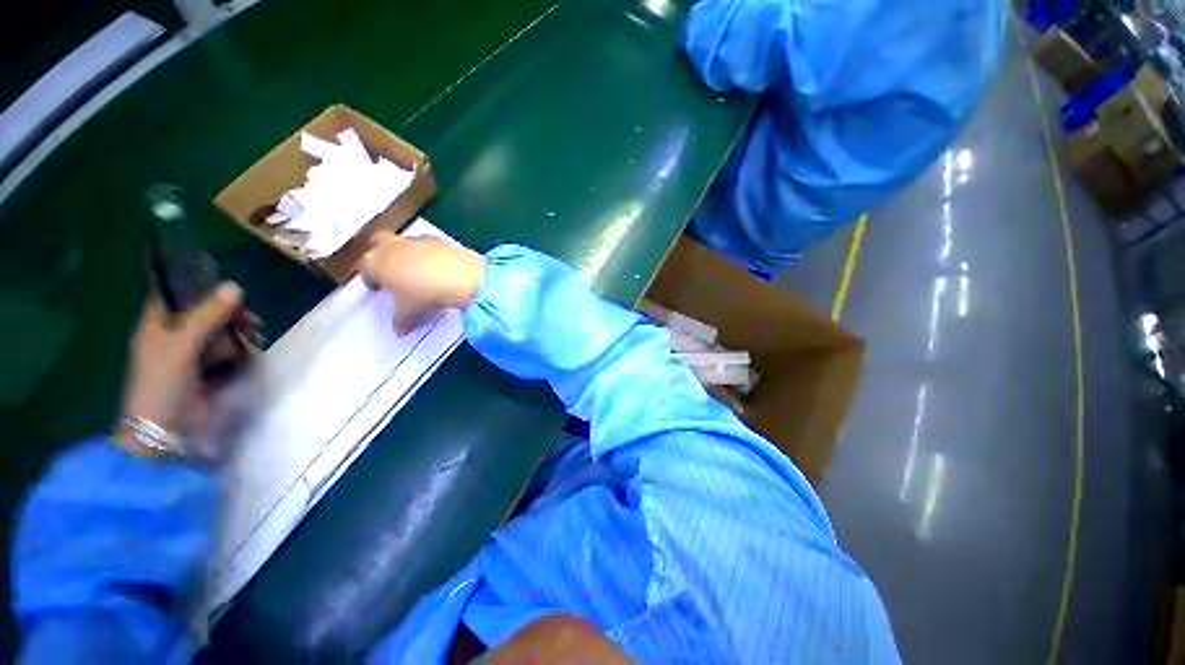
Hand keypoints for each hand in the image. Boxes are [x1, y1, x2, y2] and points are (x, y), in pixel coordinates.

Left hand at [115, 283, 245, 456]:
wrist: (164, 429)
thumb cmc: (163, 382)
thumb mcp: (183, 344)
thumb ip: (208, 315)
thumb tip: (235, 286)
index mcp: (156, 325)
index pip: (174, 295)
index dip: (196, 288)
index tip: (225, 290)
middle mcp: (172, 337)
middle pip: (203, 314)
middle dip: (228, 314)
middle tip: (251, 320)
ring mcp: (190, 356)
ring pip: (218, 333)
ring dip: (238, 332)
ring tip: (256, 337)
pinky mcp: (206, 371)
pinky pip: (226, 352)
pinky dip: (240, 349)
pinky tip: (253, 351)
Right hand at [359, 231, 486, 332]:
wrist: (460, 276)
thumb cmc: (425, 293)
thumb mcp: (409, 313)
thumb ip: (400, 320)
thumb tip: (399, 329)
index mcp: (375, 261)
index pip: (365, 268)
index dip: (372, 280)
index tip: (380, 290)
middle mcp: (391, 245)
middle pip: (379, 245)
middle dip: (384, 258)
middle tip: (394, 274)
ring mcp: (416, 239)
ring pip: (406, 244)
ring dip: (409, 255)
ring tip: (421, 275)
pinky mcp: (439, 239)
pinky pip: (430, 246)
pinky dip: (432, 256)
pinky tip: (441, 270)